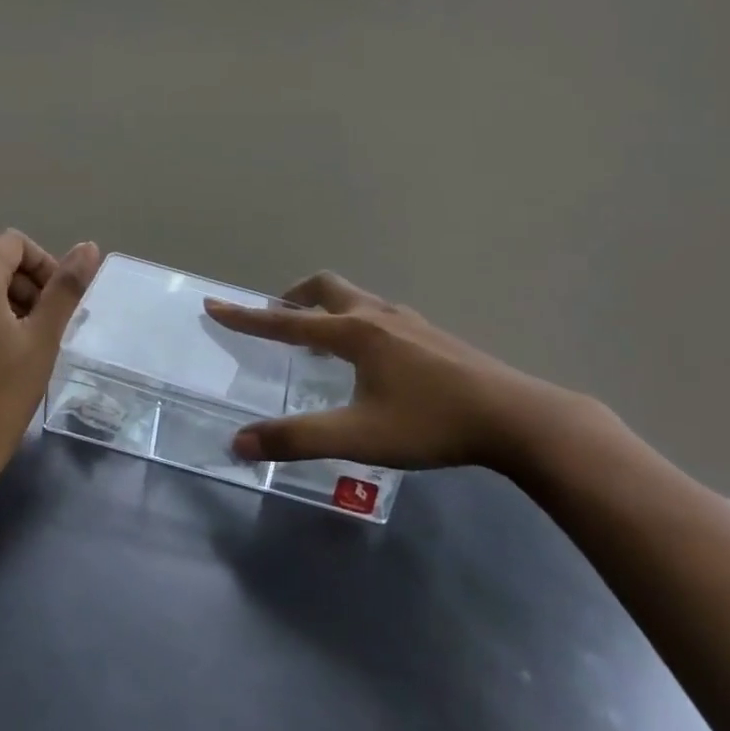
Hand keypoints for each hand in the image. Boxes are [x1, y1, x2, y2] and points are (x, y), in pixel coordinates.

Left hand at [0, 231, 101, 479]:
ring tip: (27, 346)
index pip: (14, 243)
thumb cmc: (2, 394)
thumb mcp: (44, 338)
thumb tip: (89, 247)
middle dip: (28, 287)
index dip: (43, 263)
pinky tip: (0, 356)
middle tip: (47, 329)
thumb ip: (66, 287)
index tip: (57, 301)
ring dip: (9, 304)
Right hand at [206, 272, 578, 474]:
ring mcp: (410, 322)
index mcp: (354, 333)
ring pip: (357, 299)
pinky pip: (381, 315)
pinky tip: (374, 358)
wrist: (514, 417)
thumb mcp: (358, 436)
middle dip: (295, 298)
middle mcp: (377, 316)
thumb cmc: (430, 423)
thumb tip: (238, 442)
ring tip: (320, 340)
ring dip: (329, 309)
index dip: (247, 317)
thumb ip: (297, 439)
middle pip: (326, 288)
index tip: (214, 304)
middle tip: (279, 316)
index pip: (286, 322)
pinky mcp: (434, 336)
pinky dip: (358, 322)